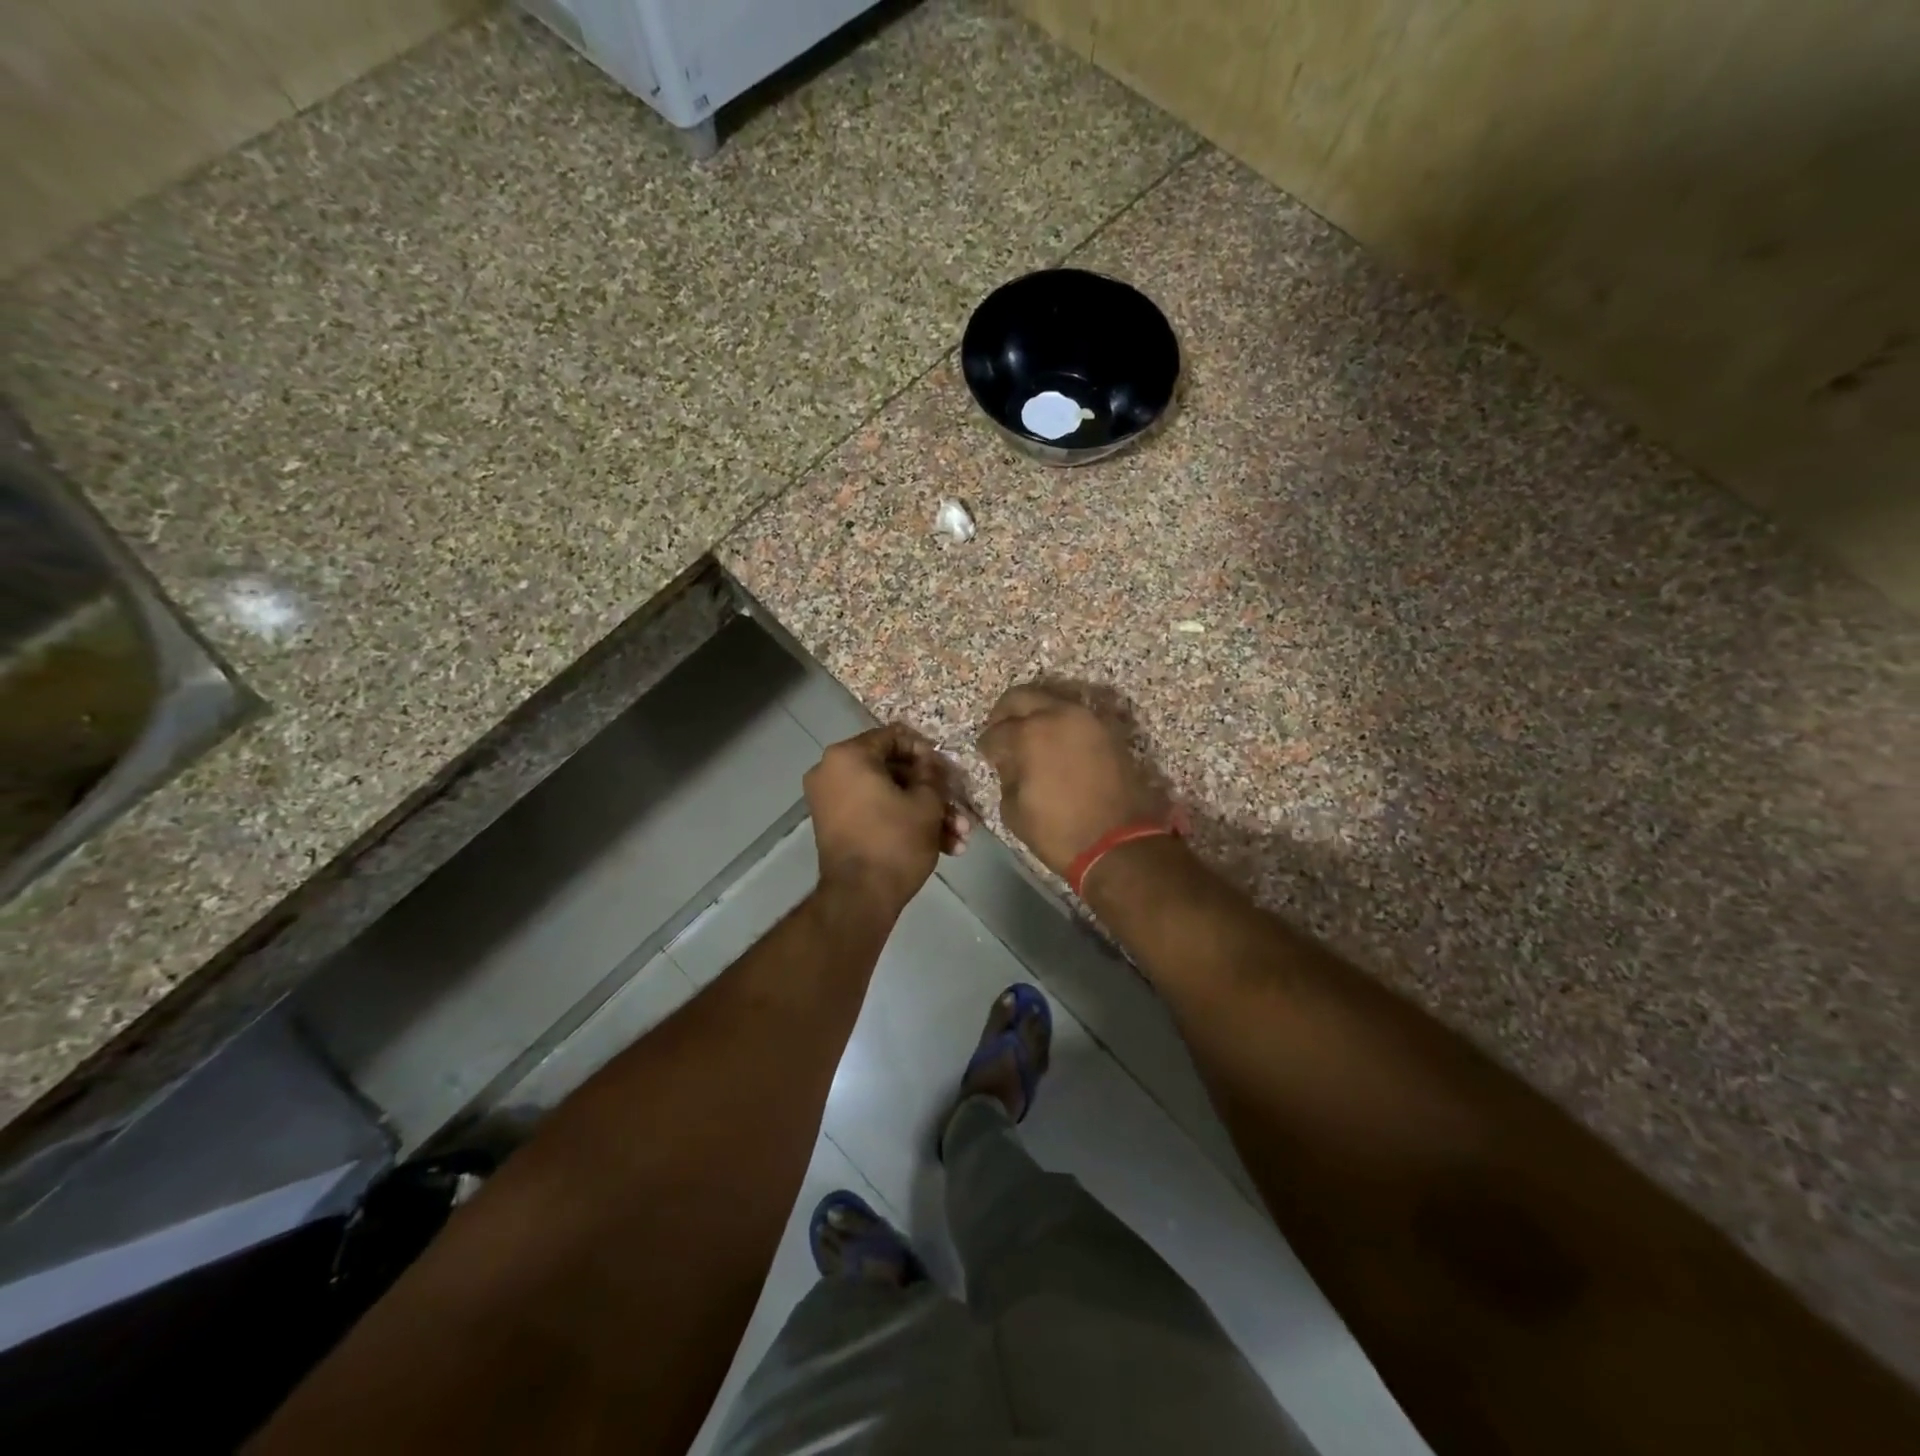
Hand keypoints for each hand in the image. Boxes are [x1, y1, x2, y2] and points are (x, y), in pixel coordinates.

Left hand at [805, 725, 968, 919]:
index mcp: (848, 755)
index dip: (927, 751)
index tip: (948, 770)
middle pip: (893, 771)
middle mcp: (832, 771)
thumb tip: (930, 762)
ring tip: (960, 837)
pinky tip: (944, 847)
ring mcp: (831, 801)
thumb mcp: (926, 802)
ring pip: (888, 797)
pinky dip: (904, 825)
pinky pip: (875, 814)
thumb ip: (932, 773)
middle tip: (960, 808)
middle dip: (932, 792)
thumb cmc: (895, 840)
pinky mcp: (837, 827)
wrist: (860, 898)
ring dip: (926, 813)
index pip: (894, 737)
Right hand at [976, 685, 1168, 878]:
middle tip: (1001, 731)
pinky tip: (1054, 744)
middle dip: (1006, 713)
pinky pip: (1075, 717)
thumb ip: (1007, 775)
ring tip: (1029, 737)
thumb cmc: (1058, 831)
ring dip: (1036, 714)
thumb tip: (1010, 761)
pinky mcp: (1108, 731)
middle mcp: (1059, 715)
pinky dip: (1061, 724)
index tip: (986, 754)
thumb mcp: (1014, 809)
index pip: (996, 731)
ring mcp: (1088, 720)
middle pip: (1022, 697)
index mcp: (1030, 734)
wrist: (1118, 844)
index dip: (986, 744)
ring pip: (1052, 701)